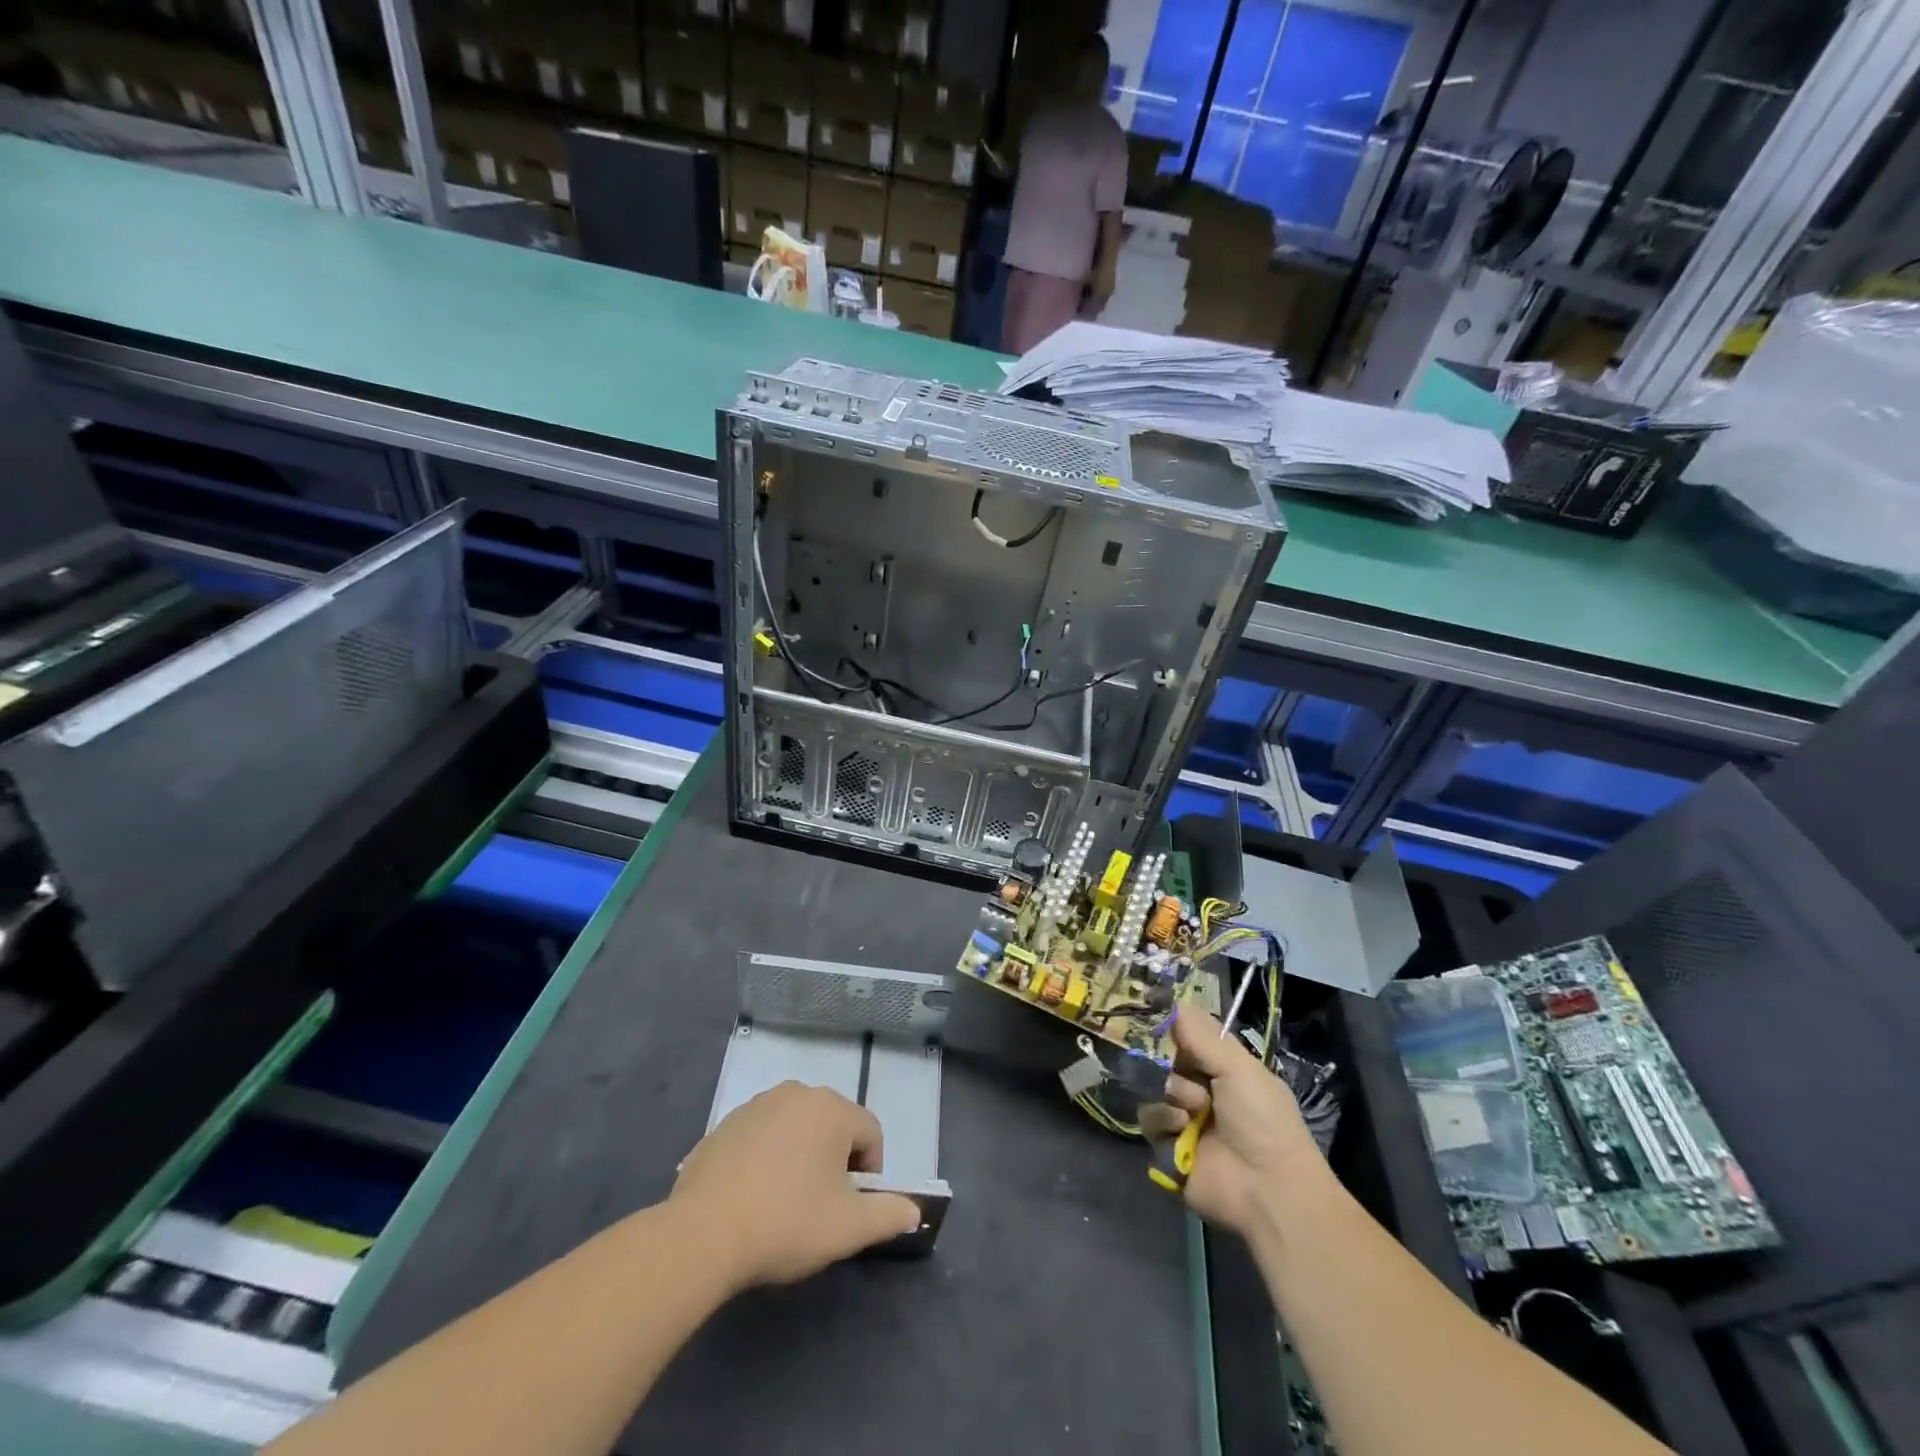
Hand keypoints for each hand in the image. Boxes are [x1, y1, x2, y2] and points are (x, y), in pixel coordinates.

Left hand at [671, 1083, 921, 1290]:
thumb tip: (914, 1212)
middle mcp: (796, 1093)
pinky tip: (751, 1197)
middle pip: (833, 1126)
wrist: (702, 1234)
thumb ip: (889, 1215)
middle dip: (834, 1161)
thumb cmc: (786, 1223)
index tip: (850, 1208)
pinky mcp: (724, 1124)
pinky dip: (766, 1159)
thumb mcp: (848, 1229)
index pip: (871, 1134)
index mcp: (831, 1108)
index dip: (870, 1174)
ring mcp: (756, 1105)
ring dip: (800, 1157)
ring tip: (783, 1202)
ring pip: (796, 1129)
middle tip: (819, 1206)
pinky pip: (761, 1137)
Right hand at [1140, 1008, 1322, 1236]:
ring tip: (1193, 1110)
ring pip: (1151, 1087)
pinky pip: (1147, 1120)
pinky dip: (1163, 1121)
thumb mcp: (1238, 1068)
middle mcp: (1199, 1088)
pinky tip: (1182, 1130)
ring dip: (1172, 1094)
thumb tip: (1172, 1001)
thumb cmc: (1262, 1119)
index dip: (1170, 1025)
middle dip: (1168, 1061)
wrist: (1268, 1189)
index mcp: (1221, 1067)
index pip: (1186, 1035)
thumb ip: (1201, 1035)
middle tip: (1177, 1066)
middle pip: (1162, 1058)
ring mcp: (1181, 1118)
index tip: (1152, 1012)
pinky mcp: (1166, 1147)